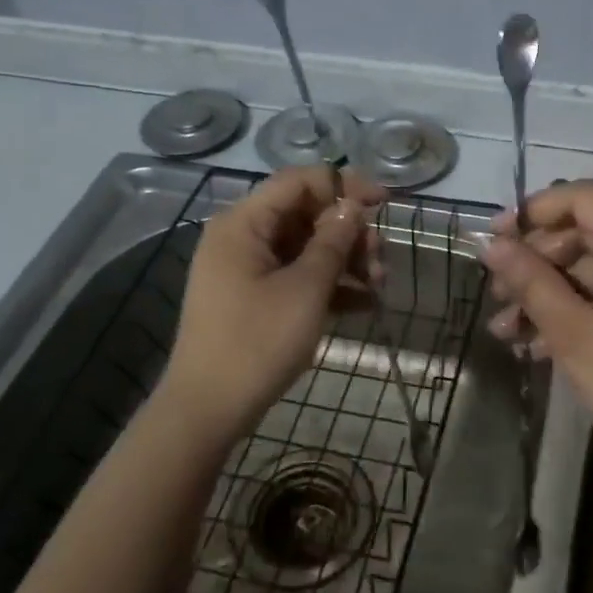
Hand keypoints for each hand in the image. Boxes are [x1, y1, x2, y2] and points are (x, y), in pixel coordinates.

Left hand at [161, 166, 385, 441]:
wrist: (208, 410)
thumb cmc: (257, 343)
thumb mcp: (305, 289)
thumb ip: (332, 241)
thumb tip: (352, 206)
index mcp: (243, 224)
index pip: (298, 183)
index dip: (344, 186)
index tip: (384, 203)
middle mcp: (242, 238)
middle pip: (305, 215)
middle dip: (348, 233)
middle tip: (381, 259)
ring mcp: (246, 270)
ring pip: (305, 248)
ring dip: (345, 261)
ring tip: (378, 285)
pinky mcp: (253, 298)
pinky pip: (296, 276)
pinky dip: (328, 284)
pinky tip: (364, 303)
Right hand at [480, 181, 592, 516]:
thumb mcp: (574, 335)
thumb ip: (531, 281)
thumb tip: (490, 245)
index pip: (588, 198)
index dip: (536, 211)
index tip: (495, 237)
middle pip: (589, 231)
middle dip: (537, 261)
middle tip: (496, 293)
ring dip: (549, 291)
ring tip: (505, 329)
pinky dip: (577, 306)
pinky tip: (535, 342)